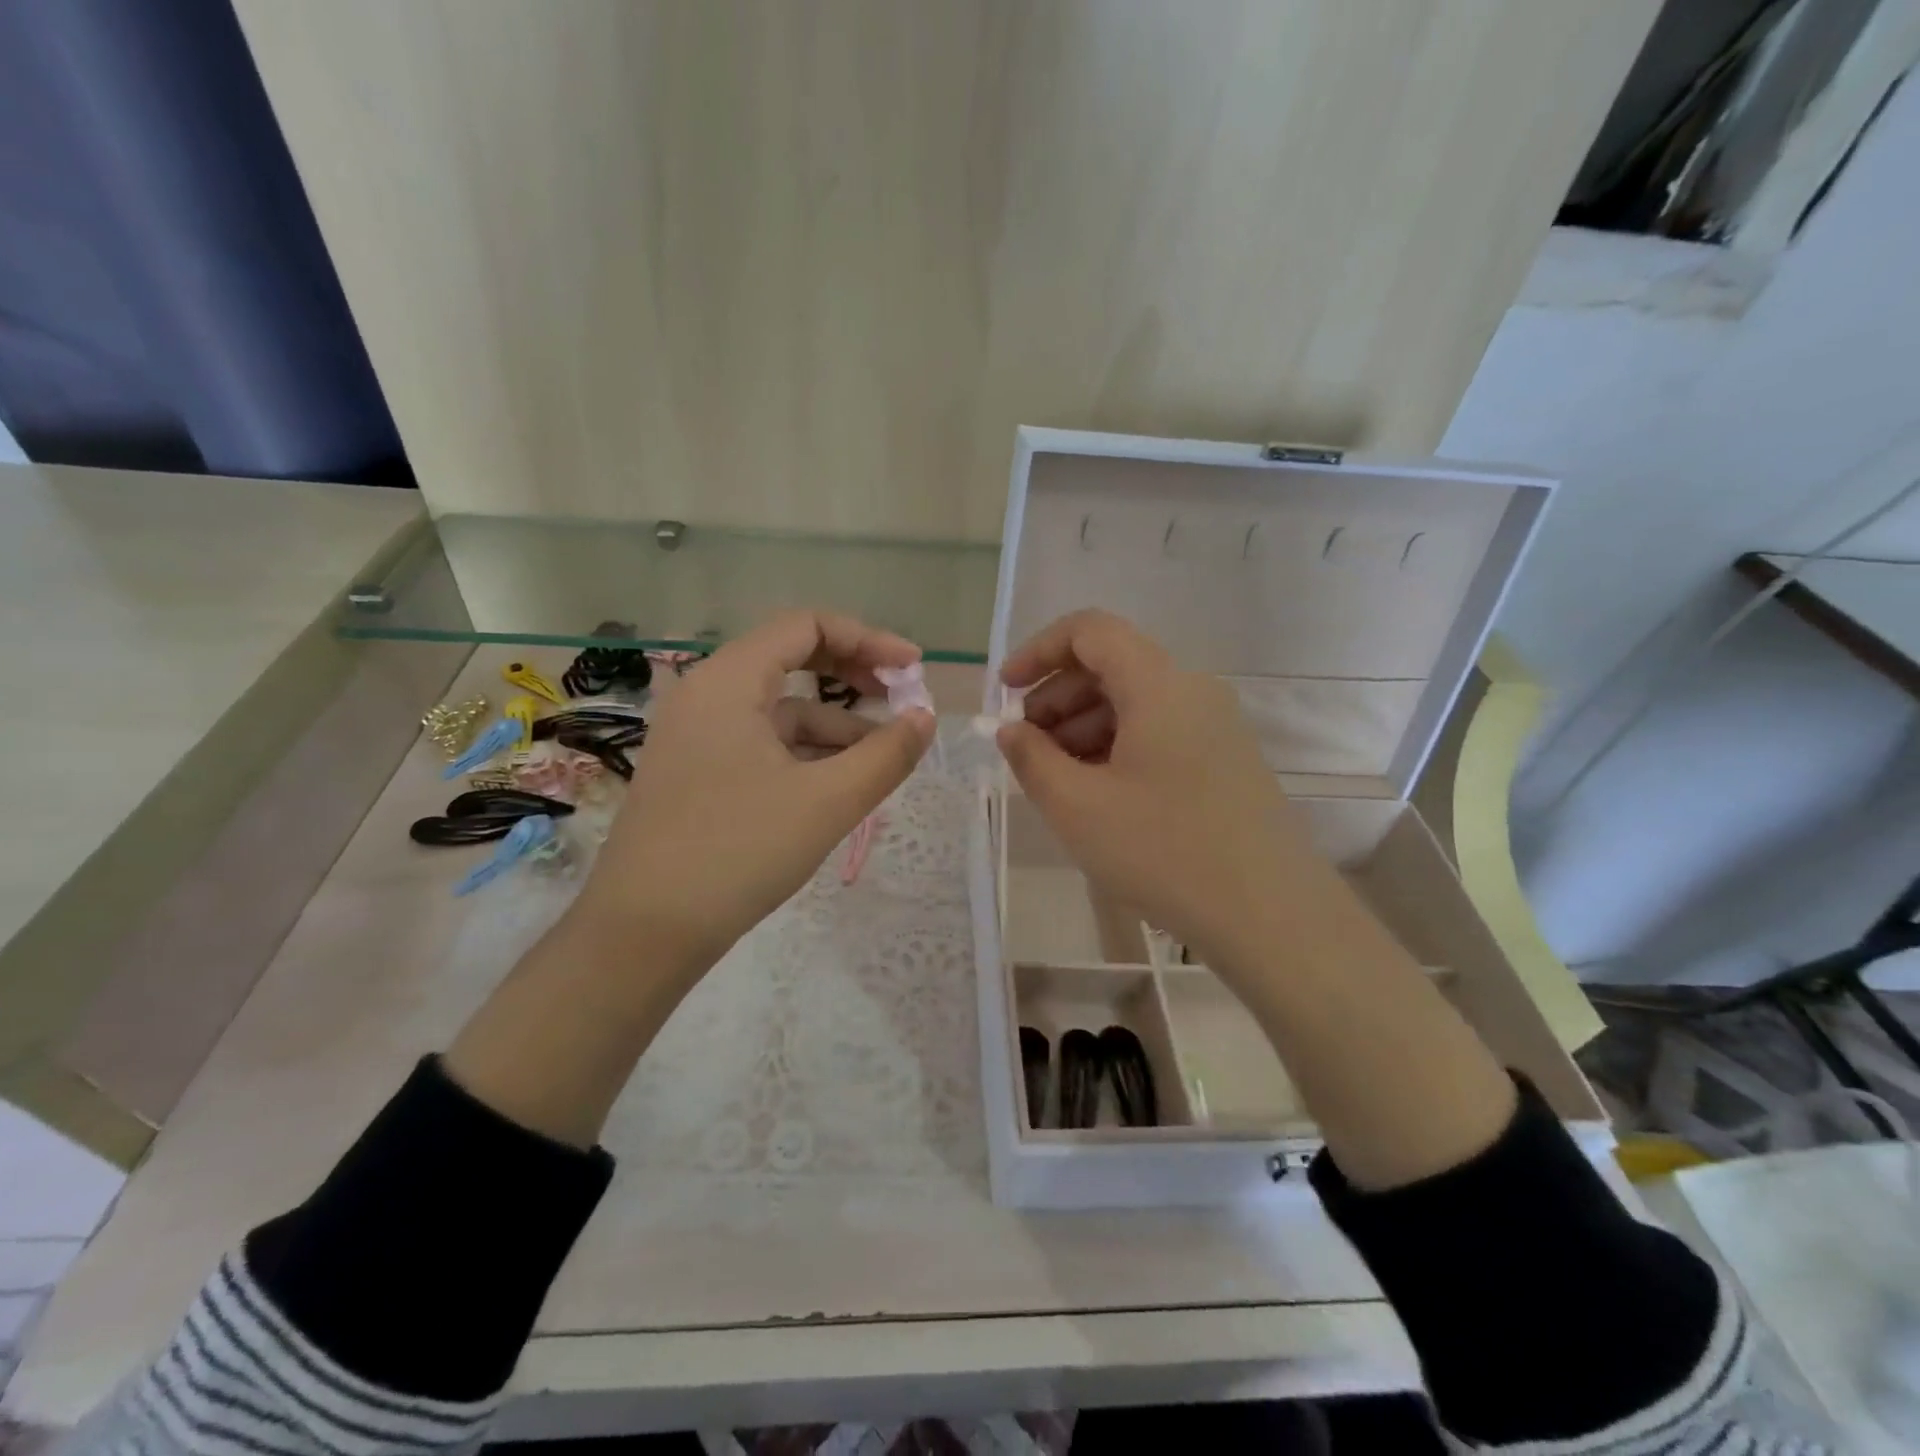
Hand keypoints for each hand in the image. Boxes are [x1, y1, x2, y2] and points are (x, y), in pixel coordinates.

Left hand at [571, 610, 934, 974]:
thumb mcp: (827, 802)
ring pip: (780, 710)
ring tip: (881, 761)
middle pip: (792, 660)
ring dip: (835, 726)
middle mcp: (707, 695)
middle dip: (853, 678)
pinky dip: (806, 754)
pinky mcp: (697, 772)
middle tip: (901, 704)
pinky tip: (838, 785)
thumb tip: (926, 718)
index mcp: (729, 681)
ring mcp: (697, 735)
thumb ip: (886, 754)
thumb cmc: (737, 852)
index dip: (868, 639)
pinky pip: (763, 743)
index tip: (913, 671)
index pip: (806, 626)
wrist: (644, 933)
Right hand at [997, 610, 1337, 974]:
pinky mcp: (1225, 760)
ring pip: (1134, 702)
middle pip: (1111, 666)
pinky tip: (1097, 794)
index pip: (1090, 630)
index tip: (1005, 692)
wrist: (1271, 916)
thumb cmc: (1164, 852)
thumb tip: (1011, 730)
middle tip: (1024, 747)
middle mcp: (1192, 690)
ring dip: (1083, 726)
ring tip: (1055, 778)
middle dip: (1056, 697)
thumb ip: (1031, 758)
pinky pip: (1158, 732)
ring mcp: (1215, 726)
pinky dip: (1116, 747)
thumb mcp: (1078, 807)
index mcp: (1159, 685)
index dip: (1038, 650)